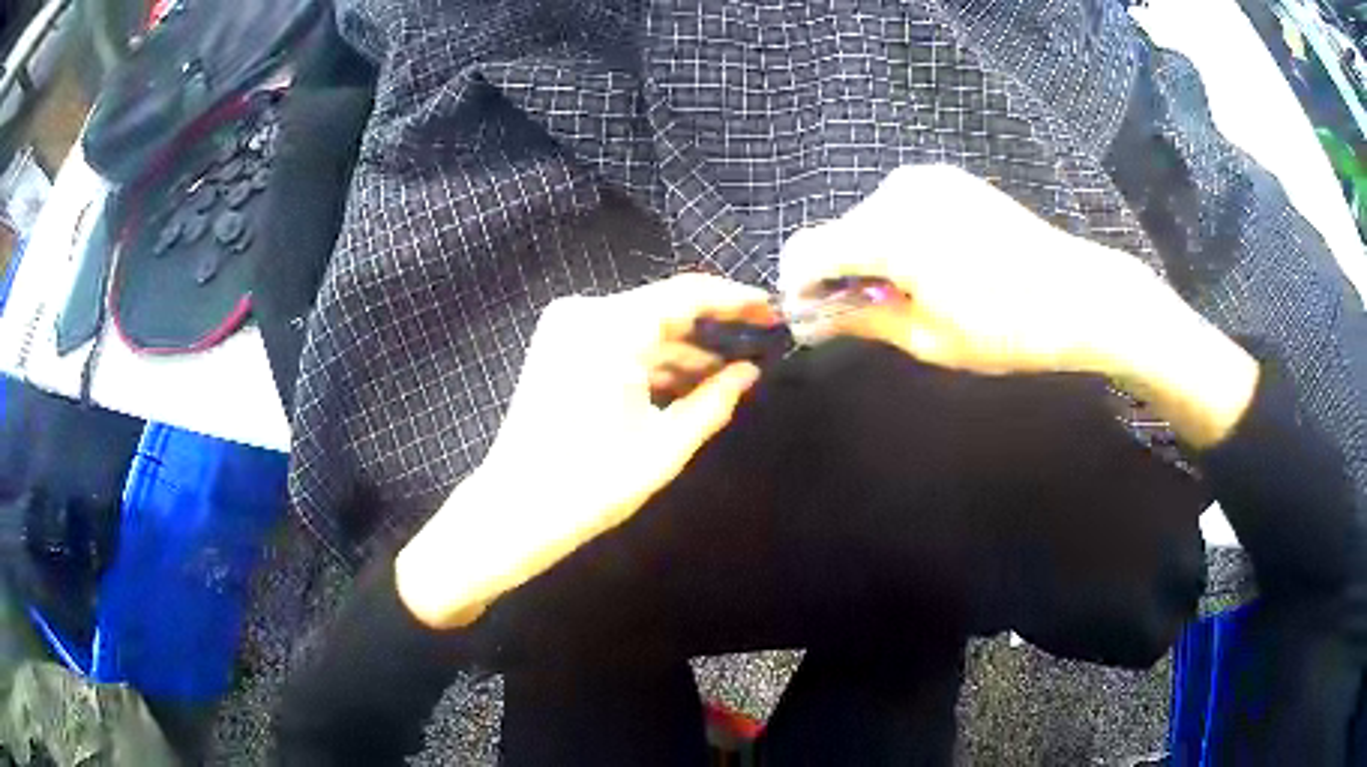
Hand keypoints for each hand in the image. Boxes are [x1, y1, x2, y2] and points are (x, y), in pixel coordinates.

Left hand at [396, 274, 772, 627]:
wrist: (515, 510)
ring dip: (683, 350)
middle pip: (664, 308)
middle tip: (760, 340)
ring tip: (729, 375)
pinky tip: (684, 384)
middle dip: (711, 328)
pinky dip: (651, 361)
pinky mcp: (558, 347)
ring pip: (641, 327)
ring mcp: (566, 328)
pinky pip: (618, 342)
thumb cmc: (592, 484)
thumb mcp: (664, 445)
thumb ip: (713, 401)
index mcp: (611, 329)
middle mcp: (585, 313)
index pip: (687, 294)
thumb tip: (750, 373)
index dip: (735, 302)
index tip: (772, 313)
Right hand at [777, 163, 1258, 448]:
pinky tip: (928, 270)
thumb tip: (814, 316)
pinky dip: (896, 239)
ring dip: (868, 258)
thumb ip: (861, 319)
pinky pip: (899, 209)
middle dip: (837, 275)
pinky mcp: (949, 180)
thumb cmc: (1006, 329)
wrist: (1078, 294)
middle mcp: (898, 190)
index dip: (798, 287)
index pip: (808, 250)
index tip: (812, 320)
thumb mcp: (928, 339)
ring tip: (904, 298)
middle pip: (837, 232)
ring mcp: (927, 179)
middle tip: (862, 320)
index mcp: (889, 230)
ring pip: (867, 220)